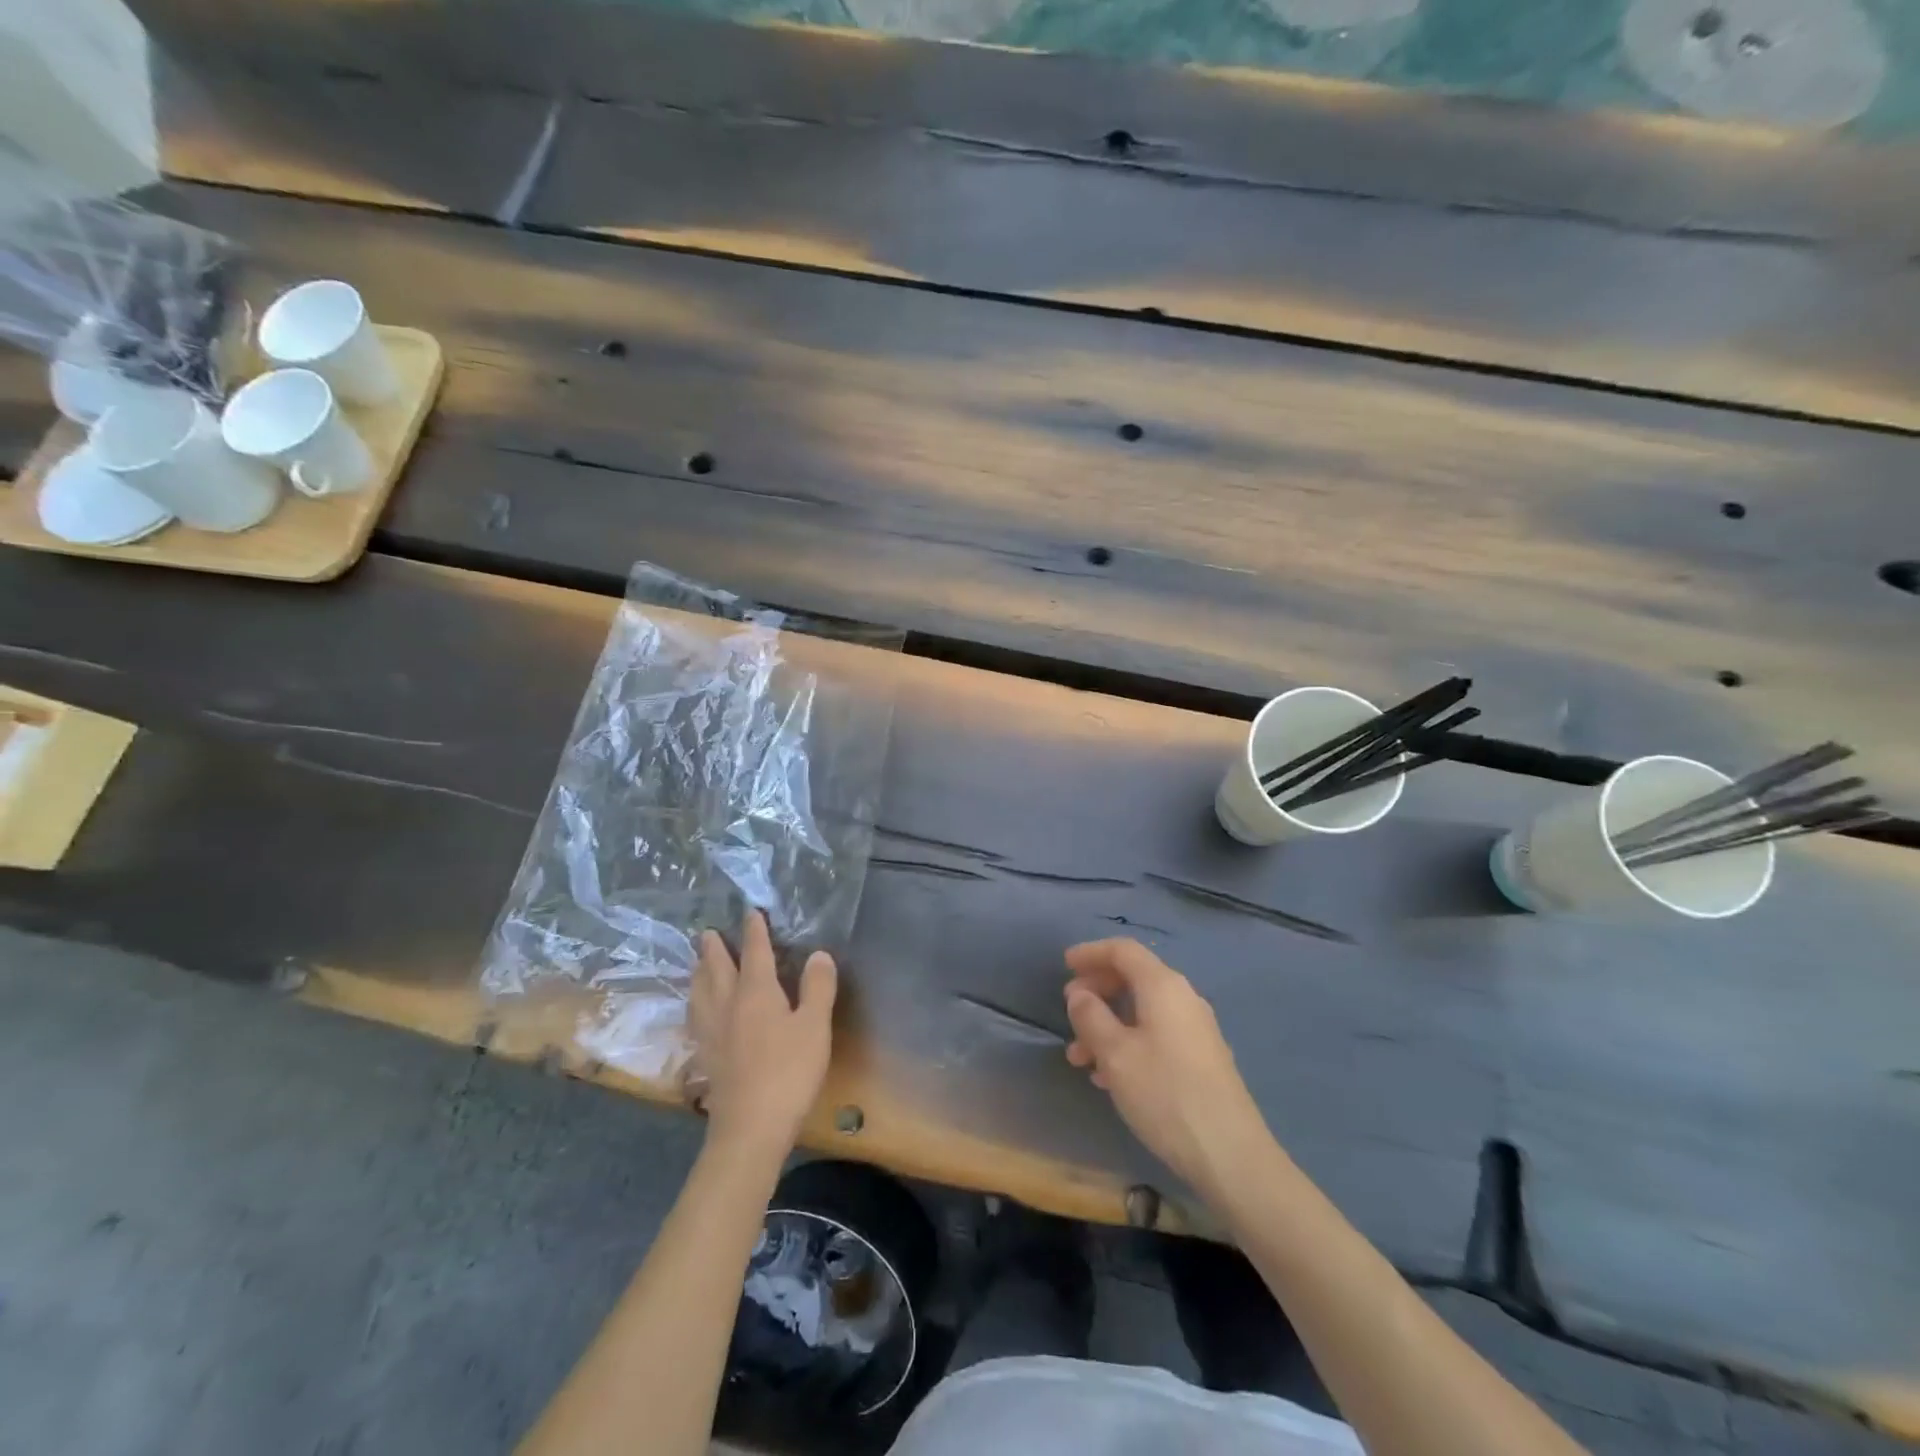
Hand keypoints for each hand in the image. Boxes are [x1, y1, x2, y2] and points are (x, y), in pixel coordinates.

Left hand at [687, 911, 836, 1163]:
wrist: (750, 1127)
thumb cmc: (789, 1072)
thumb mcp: (815, 1026)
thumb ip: (817, 988)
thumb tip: (819, 954)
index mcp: (756, 992)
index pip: (754, 952)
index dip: (754, 931)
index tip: (750, 912)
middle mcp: (728, 1005)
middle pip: (716, 969)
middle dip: (714, 948)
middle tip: (707, 932)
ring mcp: (712, 1032)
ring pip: (700, 992)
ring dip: (699, 972)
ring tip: (697, 963)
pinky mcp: (705, 1056)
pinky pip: (695, 1018)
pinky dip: (695, 1003)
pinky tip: (697, 1011)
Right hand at [1062, 938, 1275, 1202]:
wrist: (1230, 1154)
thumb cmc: (1165, 1094)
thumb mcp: (1115, 1054)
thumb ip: (1091, 1016)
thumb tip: (1079, 993)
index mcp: (1163, 986)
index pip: (1124, 951)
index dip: (1091, 953)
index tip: (1064, 964)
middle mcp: (1183, 998)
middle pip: (1134, 978)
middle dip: (1097, 990)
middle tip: (1069, 1009)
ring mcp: (1195, 1030)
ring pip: (1142, 1011)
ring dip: (1107, 1024)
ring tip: (1078, 1056)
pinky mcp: (1200, 1059)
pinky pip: (1155, 1034)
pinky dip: (1127, 1042)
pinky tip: (1108, 1077)